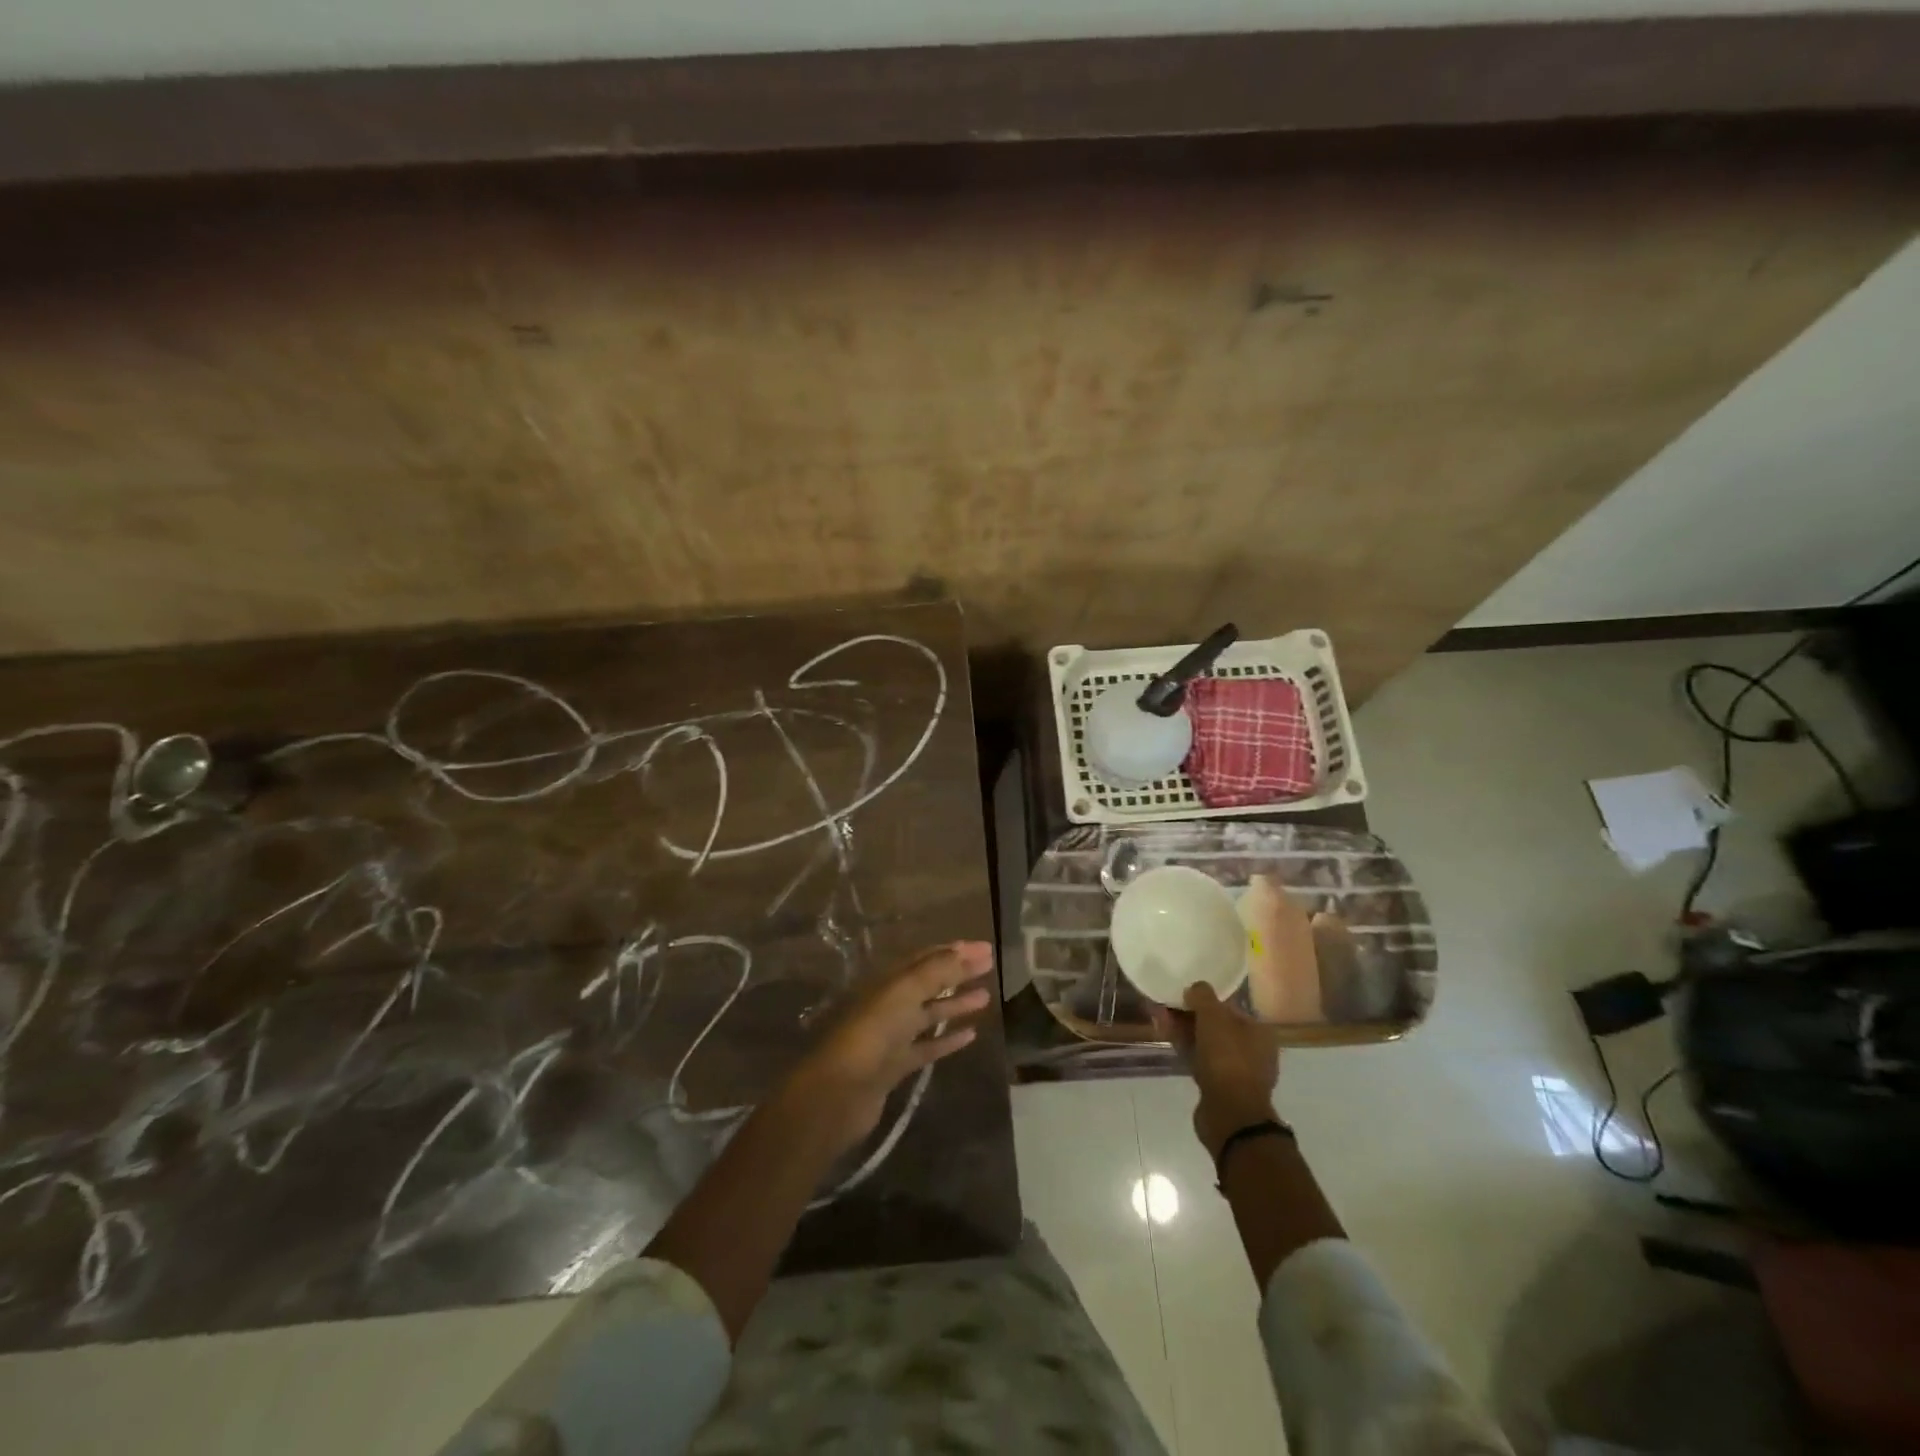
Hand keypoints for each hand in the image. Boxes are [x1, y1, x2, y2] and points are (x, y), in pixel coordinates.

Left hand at [781, 942, 993, 1159]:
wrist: (840, 1091)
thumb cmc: (872, 1032)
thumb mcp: (904, 992)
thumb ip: (936, 971)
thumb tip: (966, 950)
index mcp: (888, 981)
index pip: (926, 958)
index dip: (955, 952)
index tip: (985, 949)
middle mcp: (890, 1003)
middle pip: (929, 983)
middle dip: (959, 973)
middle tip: (990, 966)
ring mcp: (892, 1036)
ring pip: (929, 1014)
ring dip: (956, 1004)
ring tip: (986, 997)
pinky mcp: (896, 1066)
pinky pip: (927, 1047)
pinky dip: (948, 1040)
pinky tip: (971, 1035)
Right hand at [1150, 983, 1279, 1158]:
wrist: (1230, 1115)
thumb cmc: (1227, 1059)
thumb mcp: (1214, 1017)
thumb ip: (1203, 996)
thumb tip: (1195, 988)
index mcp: (1259, 1031)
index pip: (1229, 1007)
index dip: (1204, 999)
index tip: (1182, 994)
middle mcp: (1252, 1050)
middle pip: (1215, 1025)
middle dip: (1189, 1014)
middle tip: (1165, 1006)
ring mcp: (1236, 1071)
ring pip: (1205, 1043)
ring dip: (1184, 1030)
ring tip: (1159, 1019)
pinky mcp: (1220, 1087)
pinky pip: (1200, 1060)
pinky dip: (1185, 1048)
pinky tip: (1167, 1039)